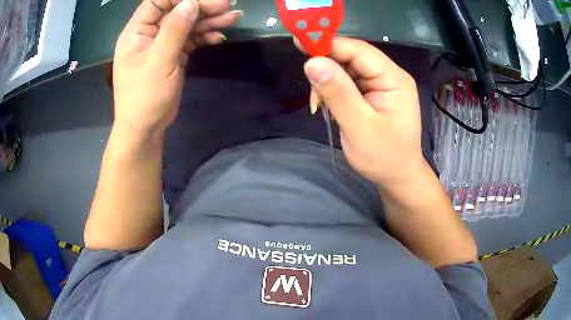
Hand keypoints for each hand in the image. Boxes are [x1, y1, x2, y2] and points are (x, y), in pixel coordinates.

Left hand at [113, 0, 241, 131]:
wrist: (145, 128)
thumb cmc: (145, 97)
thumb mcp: (159, 61)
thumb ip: (174, 30)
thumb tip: (190, 3)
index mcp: (136, 32)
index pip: (158, 1)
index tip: (205, 1)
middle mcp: (149, 34)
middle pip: (177, 11)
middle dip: (201, 7)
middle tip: (228, 6)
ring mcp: (161, 44)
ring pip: (186, 25)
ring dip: (208, 21)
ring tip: (233, 18)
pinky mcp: (172, 55)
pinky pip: (190, 40)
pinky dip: (204, 37)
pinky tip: (219, 37)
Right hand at [300, 38, 425, 185]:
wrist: (397, 176)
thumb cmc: (383, 157)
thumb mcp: (359, 127)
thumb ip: (338, 93)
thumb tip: (312, 62)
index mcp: (393, 79)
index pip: (359, 50)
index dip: (329, 44)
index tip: (299, 44)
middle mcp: (389, 75)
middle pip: (351, 57)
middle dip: (328, 69)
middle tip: (314, 94)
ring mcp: (381, 83)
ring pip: (346, 69)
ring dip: (328, 83)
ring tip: (322, 107)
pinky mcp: (373, 93)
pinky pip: (347, 82)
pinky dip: (333, 91)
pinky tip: (329, 107)